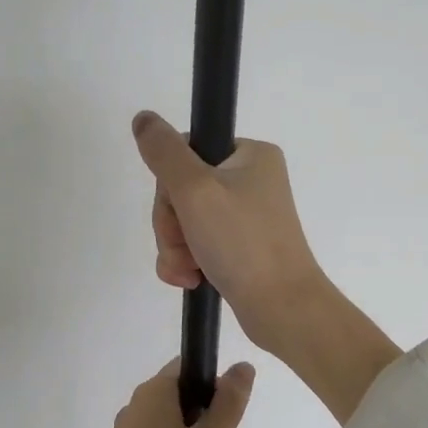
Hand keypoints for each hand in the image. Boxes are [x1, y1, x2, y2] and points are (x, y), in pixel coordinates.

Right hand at [131, 110, 401, 423]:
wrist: (283, 308)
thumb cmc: (242, 243)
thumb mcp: (196, 190)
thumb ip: (164, 152)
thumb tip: (144, 118)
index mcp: (250, 155)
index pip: (185, 152)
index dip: (170, 184)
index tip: (179, 209)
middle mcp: (252, 180)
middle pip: (182, 190)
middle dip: (172, 224)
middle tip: (184, 247)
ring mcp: (247, 216)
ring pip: (185, 221)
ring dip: (176, 247)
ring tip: (188, 271)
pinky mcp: (242, 247)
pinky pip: (198, 244)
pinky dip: (187, 261)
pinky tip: (190, 279)